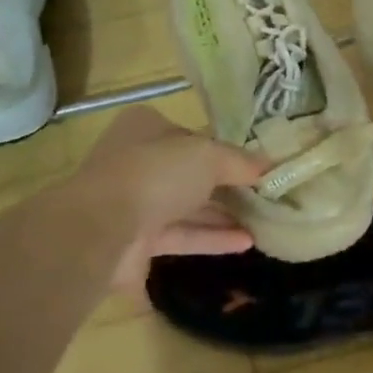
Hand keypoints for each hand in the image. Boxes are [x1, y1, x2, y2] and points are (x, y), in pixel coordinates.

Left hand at [46, 107, 269, 292]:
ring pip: (186, 207)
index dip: (225, 149)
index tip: (256, 164)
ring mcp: (134, 204)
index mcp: (147, 128)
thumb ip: (240, 161)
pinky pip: (181, 237)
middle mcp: (138, 162)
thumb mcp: (208, 156)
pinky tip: (247, 243)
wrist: (101, 230)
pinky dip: (212, 238)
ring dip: (223, 214)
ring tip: (264, 221)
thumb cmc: (156, 174)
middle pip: (190, 173)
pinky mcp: (136, 242)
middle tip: (265, 195)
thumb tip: (270, 165)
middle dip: (226, 185)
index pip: (193, 136)